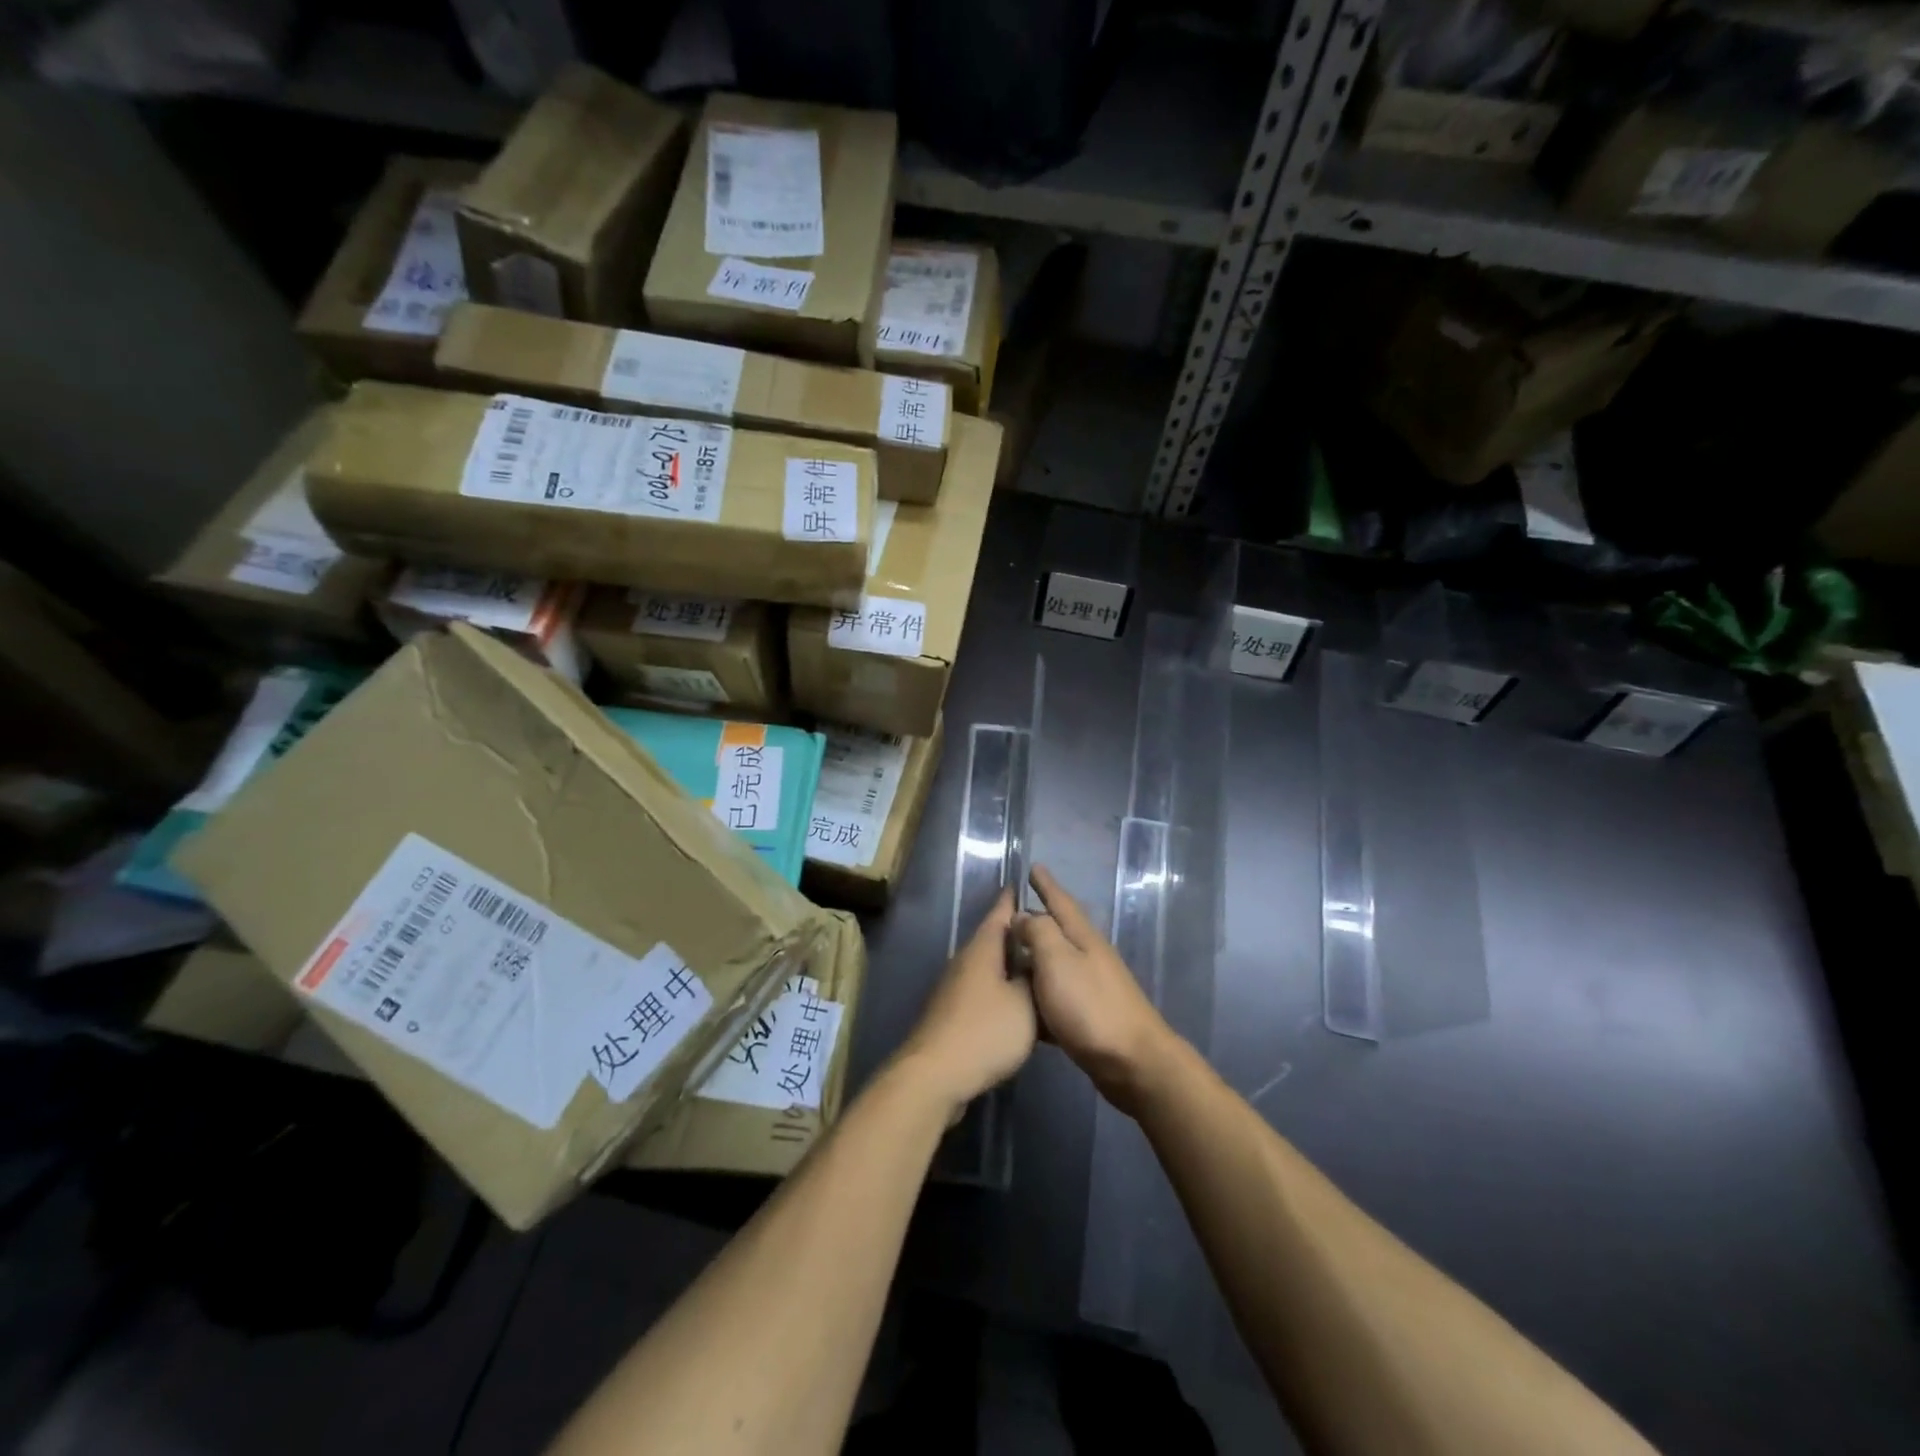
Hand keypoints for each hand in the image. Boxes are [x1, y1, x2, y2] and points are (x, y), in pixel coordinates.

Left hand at [895, 889, 1035, 1113]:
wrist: (936, 1075)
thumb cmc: (985, 1031)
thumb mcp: (1025, 1003)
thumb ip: (1034, 978)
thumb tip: (1036, 961)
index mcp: (982, 949)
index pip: (1000, 912)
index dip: (1014, 899)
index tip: (1026, 885)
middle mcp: (965, 961)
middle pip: (995, 940)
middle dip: (1019, 936)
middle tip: (1048, 934)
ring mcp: (955, 988)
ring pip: (990, 968)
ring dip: (1012, 967)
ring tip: (1041, 970)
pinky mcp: (953, 1015)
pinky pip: (984, 992)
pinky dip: (1003, 992)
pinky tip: (1020, 1007)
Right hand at [1014, 866, 1177, 1116]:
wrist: (1133, 1063)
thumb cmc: (1090, 1007)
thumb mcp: (1058, 961)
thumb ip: (1038, 933)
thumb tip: (1023, 916)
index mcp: (1083, 938)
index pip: (1061, 902)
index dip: (1046, 885)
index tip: (1033, 867)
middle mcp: (1090, 957)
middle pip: (1060, 930)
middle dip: (1039, 918)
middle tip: (1012, 911)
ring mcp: (1093, 987)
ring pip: (1058, 962)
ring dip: (1037, 955)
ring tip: (1013, 954)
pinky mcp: (1090, 1017)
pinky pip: (1057, 994)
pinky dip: (1041, 991)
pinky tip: (1026, 1002)